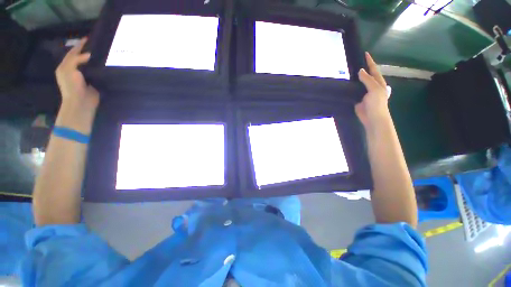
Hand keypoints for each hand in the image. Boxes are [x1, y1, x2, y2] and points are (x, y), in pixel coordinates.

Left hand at [55, 37, 98, 112]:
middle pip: (81, 57)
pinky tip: (106, 64)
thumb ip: (76, 60)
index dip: (79, 45)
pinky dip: (100, 68)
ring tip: (103, 53)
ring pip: (89, 64)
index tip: (88, 39)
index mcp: (66, 66)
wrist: (81, 102)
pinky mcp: (93, 82)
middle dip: (87, 51)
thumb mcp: (68, 70)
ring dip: (95, 59)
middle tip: (97, 45)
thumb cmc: (71, 86)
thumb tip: (89, 54)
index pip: (73, 53)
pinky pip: (97, 72)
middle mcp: (74, 70)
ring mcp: (84, 76)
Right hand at [355, 52, 390, 128]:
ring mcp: (364, 93)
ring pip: (359, 83)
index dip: (370, 62)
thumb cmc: (377, 103)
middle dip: (363, 68)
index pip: (374, 69)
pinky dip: (351, 87)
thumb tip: (360, 71)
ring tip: (349, 72)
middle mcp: (372, 86)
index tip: (365, 53)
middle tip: (355, 62)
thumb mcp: (374, 89)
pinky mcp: (358, 99)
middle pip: (367, 75)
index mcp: (379, 83)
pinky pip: (354, 91)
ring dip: (355, 78)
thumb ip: (367, 80)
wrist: (372, 117)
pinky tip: (346, 84)